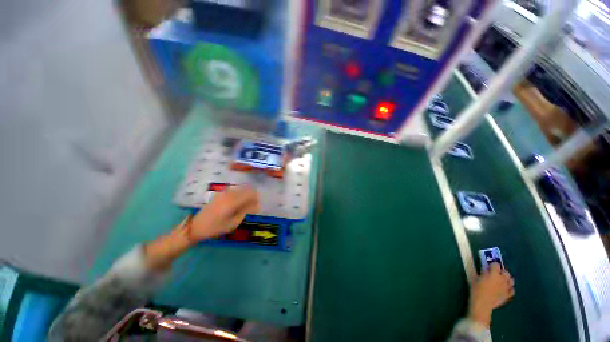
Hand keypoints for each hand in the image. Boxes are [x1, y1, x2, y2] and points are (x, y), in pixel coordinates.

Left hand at [189, 186, 259, 241]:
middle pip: (246, 189)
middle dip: (252, 196)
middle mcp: (229, 194)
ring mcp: (223, 193)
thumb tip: (256, 205)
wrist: (195, 227)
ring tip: (246, 204)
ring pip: (240, 189)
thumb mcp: (233, 223)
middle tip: (253, 206)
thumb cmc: (215, 228)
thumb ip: (245, 212)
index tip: (258, 205)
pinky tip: (238, 202)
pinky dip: (239, 194)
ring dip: (246, 194)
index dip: (256, 198)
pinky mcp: (220, 194)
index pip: (250, 194)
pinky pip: (234, 190)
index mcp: (232, 202)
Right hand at [468, 263, 514, 326]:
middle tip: (495, 274)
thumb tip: (485, 268)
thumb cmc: (477, 289)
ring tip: (501, 281)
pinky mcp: (508, 295)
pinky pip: (512, 289)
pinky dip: (509, 288)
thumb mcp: (475, 277)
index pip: (496, 264)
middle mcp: (503, 279)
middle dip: (501, 271)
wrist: (482, 303)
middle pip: (506, 272)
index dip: (492, 265)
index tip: (488, 267)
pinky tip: (505, 289)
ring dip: (507, 279)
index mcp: (494, 273)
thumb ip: (481, 272)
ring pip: (511, 280)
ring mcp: (507, 287)